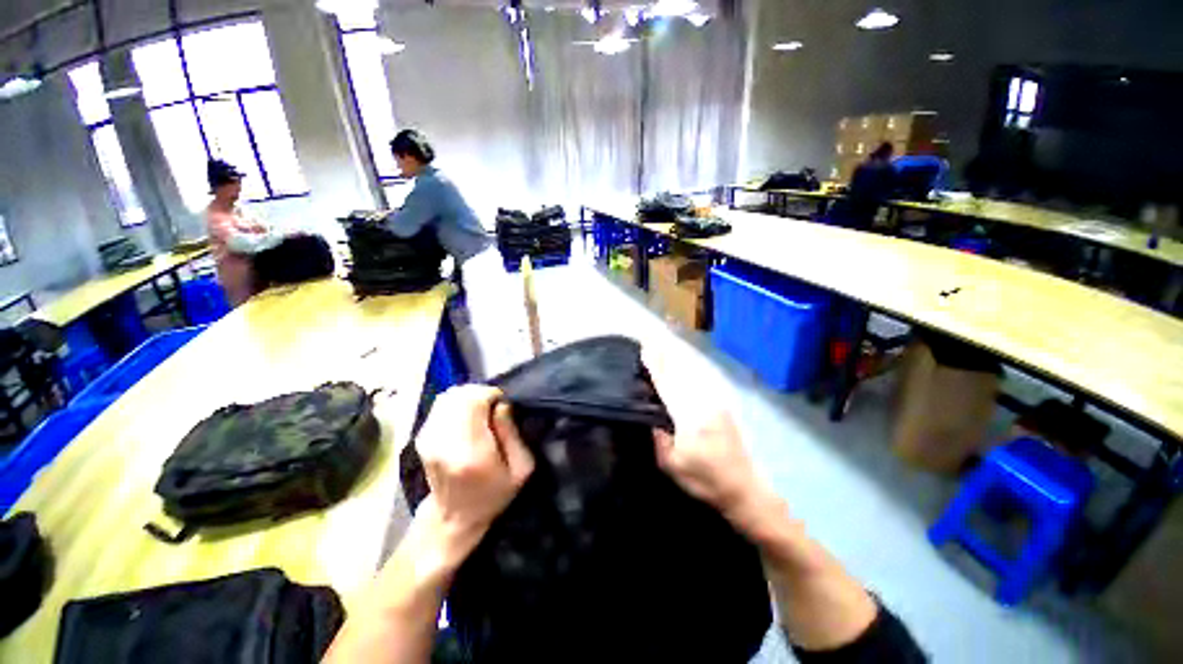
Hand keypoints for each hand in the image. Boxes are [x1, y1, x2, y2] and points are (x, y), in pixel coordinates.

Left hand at [415, 385, 533, 561]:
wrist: (453, 517)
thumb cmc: (494, 494)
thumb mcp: (521, 468)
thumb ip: (512, 433)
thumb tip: (502, 404)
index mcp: (470, 452)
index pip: (473, 401)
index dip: (491, 394)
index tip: (502, 406)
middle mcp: (443, 442)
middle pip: (458, 395)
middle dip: (480, 393)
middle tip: (493, 407)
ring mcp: (427, 439)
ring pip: (447, 396)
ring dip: (467, 397)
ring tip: (480, 411)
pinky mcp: (421, 436)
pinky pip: (440, 405)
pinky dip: (456, 403)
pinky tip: (467, 417)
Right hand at [643, 346, 782, 534]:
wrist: (746, 489)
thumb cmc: (706, 480)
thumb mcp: (673, 466)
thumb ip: (659, 438)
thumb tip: (651, 416)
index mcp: (690, 418)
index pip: (668, 385)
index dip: (655, 366)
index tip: (645, 348)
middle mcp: (704, 403)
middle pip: (679, 373)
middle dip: (664, 355)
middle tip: (650, 339)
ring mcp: (715, 402)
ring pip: (691, 373)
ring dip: (675, 359)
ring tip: (661, 345)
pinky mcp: (721, 405)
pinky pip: (700, 380)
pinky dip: (687, 368)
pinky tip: (681, 364)